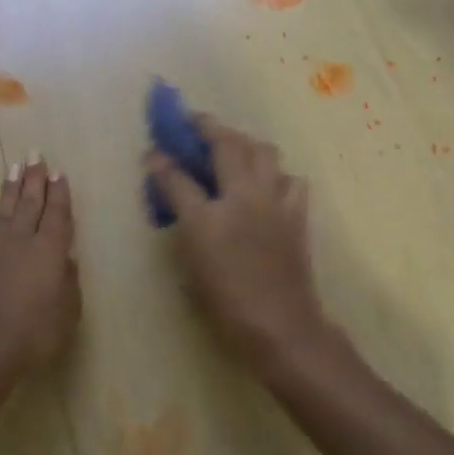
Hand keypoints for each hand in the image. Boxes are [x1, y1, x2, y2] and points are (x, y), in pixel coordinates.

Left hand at [0, 155, 79, 392]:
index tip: (59, 171)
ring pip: (3, 214)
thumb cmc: (35, 334)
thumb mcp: (68, 311)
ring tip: (13, 168)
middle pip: (30, 204)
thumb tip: (66, 258)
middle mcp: (21, 242)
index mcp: (49, 250)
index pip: (57, 214)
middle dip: (34, 179)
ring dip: (9, 190)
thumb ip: (68, 281)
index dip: (59, 192)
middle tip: (35, 154)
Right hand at [147, 116, 328, 371]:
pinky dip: (276, 174)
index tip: (155, 149)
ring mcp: (276, 203)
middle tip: (195, 125)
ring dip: (245, 142)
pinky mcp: (297, 215)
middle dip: (209, 127)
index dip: (164, 160)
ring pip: (264, 151)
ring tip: (233, 148)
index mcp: (212, 214)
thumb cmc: (228, 303)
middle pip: (228, 144)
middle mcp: (245, 197)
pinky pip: (289, 179)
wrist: (282, 329)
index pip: (180, 175)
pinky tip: (267, 185)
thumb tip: (168, 186)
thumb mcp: (192, 262)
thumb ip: (180, 213)